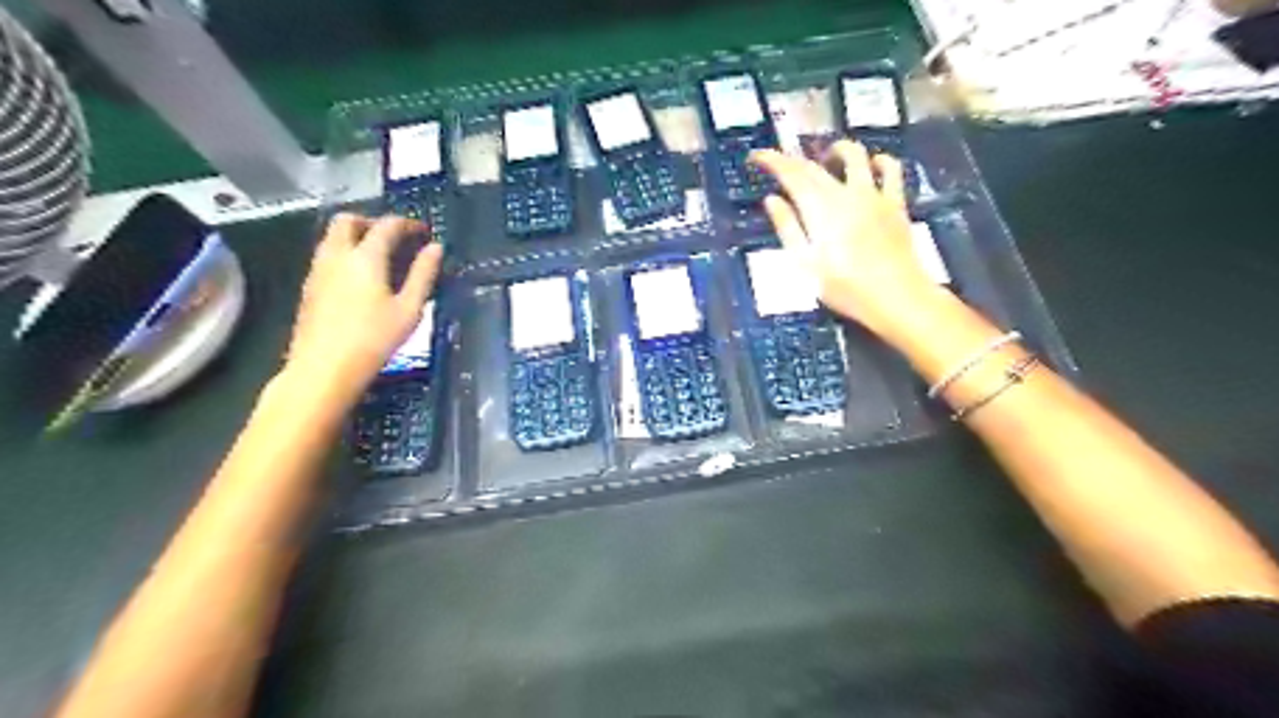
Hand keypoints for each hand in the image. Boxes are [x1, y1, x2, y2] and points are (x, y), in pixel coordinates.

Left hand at [280, 211, 443, 403]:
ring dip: (356, 237)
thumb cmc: (374, 340)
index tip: (424, 232)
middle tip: (395, 238)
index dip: (408, 224)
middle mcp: (337, 255)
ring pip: (333, 237)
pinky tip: (361, 279)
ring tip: (381, 258)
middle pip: (348, 221)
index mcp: (365, 257)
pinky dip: (346, 254)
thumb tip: (436, 248)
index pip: (387, 226)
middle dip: (373, 222)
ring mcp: (318, 270)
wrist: (323, 369)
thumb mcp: (409, 309)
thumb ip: (423, 274)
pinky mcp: (309, 287)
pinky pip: (327, 255)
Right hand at [752, 139, 947, 340]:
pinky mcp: (895, 203)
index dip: (772, 160)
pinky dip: (879, 161)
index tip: (757, 156)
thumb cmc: (844, 287)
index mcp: (819, 208)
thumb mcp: (805, 263)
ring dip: (838, 150)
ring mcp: (874, 195)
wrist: (896, 297)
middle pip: (816, 166)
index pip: (791, 174)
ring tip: (828, 159)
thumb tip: (772, 200)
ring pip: (856, 156)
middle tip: (781, 166)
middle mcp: (845, 193)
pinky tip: (873, 164)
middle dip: (794, 160)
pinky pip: (891, 169)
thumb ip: (788, 228)